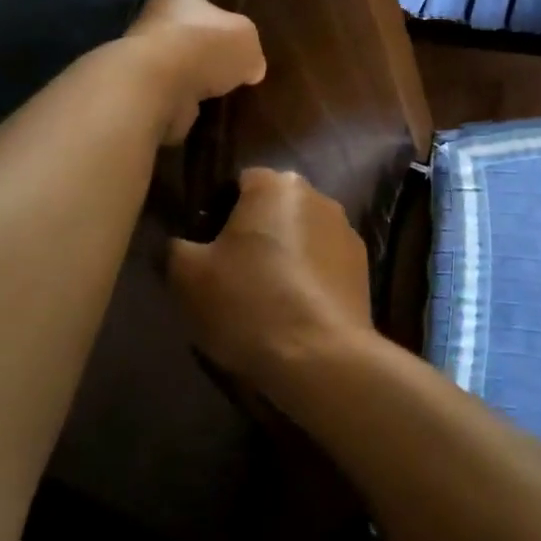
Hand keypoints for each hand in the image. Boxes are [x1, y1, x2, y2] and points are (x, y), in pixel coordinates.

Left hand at [125, 0, 265, 144]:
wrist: (159, 88)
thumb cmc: (204, 46)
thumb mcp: (247, 36)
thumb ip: (251, 48)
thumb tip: (252, 68)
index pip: (206, 4)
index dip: (227, 21)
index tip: (244, 42)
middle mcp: (156, 23)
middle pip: (194, 39)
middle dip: (214, 56)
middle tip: (241, 72)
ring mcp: (146, 61)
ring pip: (184, 71)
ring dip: (201, 84)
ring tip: (229, 96)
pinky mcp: (144, 94)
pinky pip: (176, 98)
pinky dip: (190, 106)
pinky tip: (210, 113)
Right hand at [167, 168, 375, 398]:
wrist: (321, 357)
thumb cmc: (248, 303)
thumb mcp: (188, 277)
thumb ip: (176, 248)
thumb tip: (181, 244)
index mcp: (275, 184)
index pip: (238, 184)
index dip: (216, 213)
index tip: (205, 250)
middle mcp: (317, 195)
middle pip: (273, 208)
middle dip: (253, 233)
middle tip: (230, 275)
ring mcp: (347, 231)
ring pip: (301, 236)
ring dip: (284, 255)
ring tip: (265, 299)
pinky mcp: (364, 267)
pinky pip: (324, 264)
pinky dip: (309, 279)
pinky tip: (295, 312)